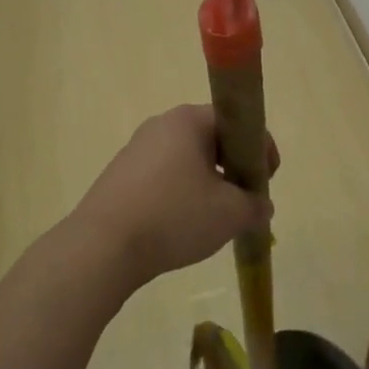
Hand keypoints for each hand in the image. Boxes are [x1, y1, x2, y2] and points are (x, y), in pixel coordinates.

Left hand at [71, 105, 277, 292]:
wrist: (102, 247)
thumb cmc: (174, 216)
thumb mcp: (230, 213)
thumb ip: (255, 205)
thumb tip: (261, 206)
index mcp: (189, 120)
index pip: (237, 122)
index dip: (259, 150)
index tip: (266, 181)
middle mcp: (161, 125)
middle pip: (212, 139)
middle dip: (234, 168)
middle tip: (244, 200)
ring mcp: (136, 150)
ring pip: (187, 160)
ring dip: (208, 183)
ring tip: (215, 218)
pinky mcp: (120, 176)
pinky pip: (163, 177)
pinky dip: (181, 195)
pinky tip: (181, 225)